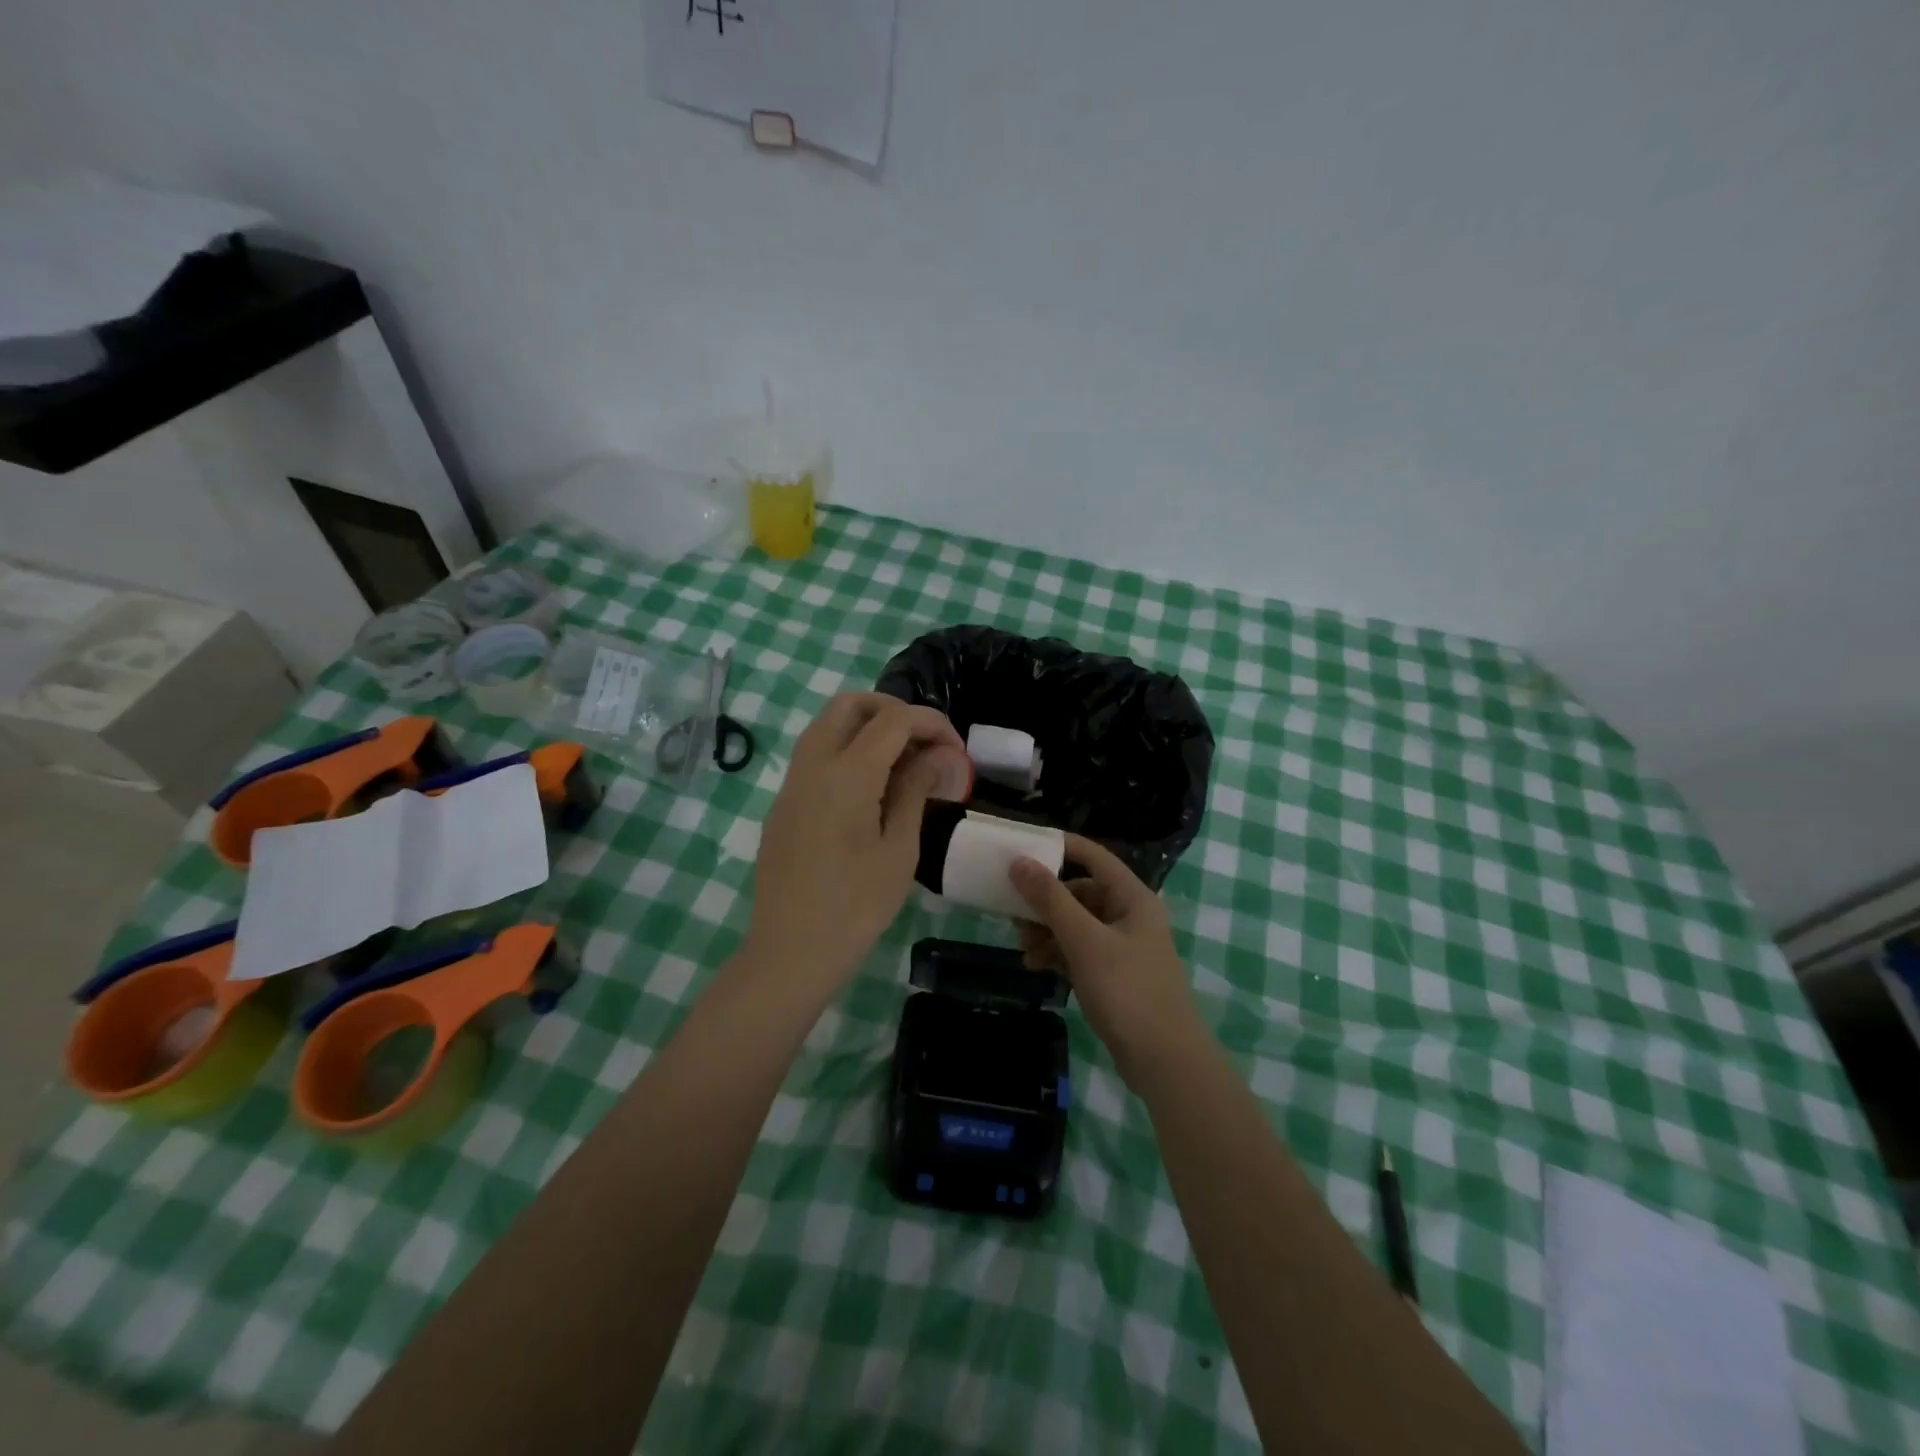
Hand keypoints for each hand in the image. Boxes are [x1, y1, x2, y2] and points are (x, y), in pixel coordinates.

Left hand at [745, 693, 970, 994]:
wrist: (790, 951)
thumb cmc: (856, 906)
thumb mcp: (899, 849)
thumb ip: (915, 791)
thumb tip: (937, 756)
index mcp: (847, 774)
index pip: (894, 719)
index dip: (931, 724)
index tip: (956, 751)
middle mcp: (813, 765)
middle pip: (851, 704)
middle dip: (894, 711)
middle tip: (925, 743)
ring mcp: (792, 783)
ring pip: (828, 725)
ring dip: (868, 728)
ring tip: (902, 764)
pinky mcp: (783, 803)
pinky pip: (815, 755)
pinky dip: (847, 750)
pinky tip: (871, 789)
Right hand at [1010, 835, 1206, 1087]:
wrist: (1165, 1062)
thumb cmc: (1128, 991)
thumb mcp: (1084, 941)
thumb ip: (1051, 899)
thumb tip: (1019, 861)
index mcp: (1132, 897)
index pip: (1094, 856)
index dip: (1059, 846)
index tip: (1022, 847)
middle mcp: (1130, 915)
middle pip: (1081, 891)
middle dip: (1046, 900)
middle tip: (1013, 910)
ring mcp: (1124, 947)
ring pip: (1077, 923)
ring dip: (1048, 929)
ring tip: (1022, 944)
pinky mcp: (1116, 975)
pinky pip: (1080, 950)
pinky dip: (1058, 953)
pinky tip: (1035, 965)